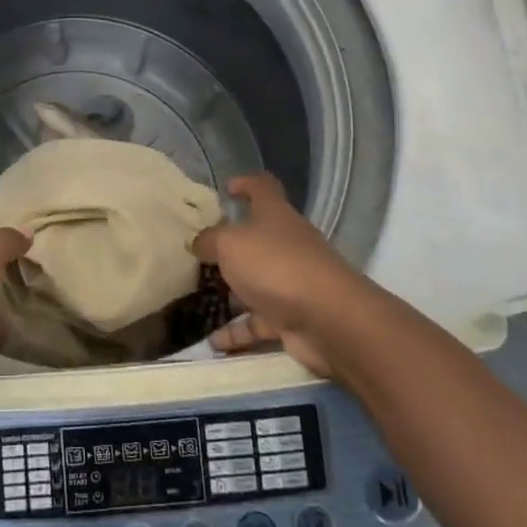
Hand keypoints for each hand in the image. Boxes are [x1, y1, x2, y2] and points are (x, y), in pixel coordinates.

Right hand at [192, 173, 375, 378]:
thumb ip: (210, 240)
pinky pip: (258, 322)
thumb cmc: (275, 265)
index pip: (263, 187)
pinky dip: (238, 332)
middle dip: (230, 247)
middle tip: (198, 254)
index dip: (246, 184)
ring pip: (256, 283)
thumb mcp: (230, 244)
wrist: (328, 319)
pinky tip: (213, 343)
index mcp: (275, 215)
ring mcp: (291, 282)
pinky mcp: (292, 318)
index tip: (226, 188)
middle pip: (257, 238)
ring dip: (232, 293)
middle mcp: (285, 244)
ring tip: (198, 300)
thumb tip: (198, 242)